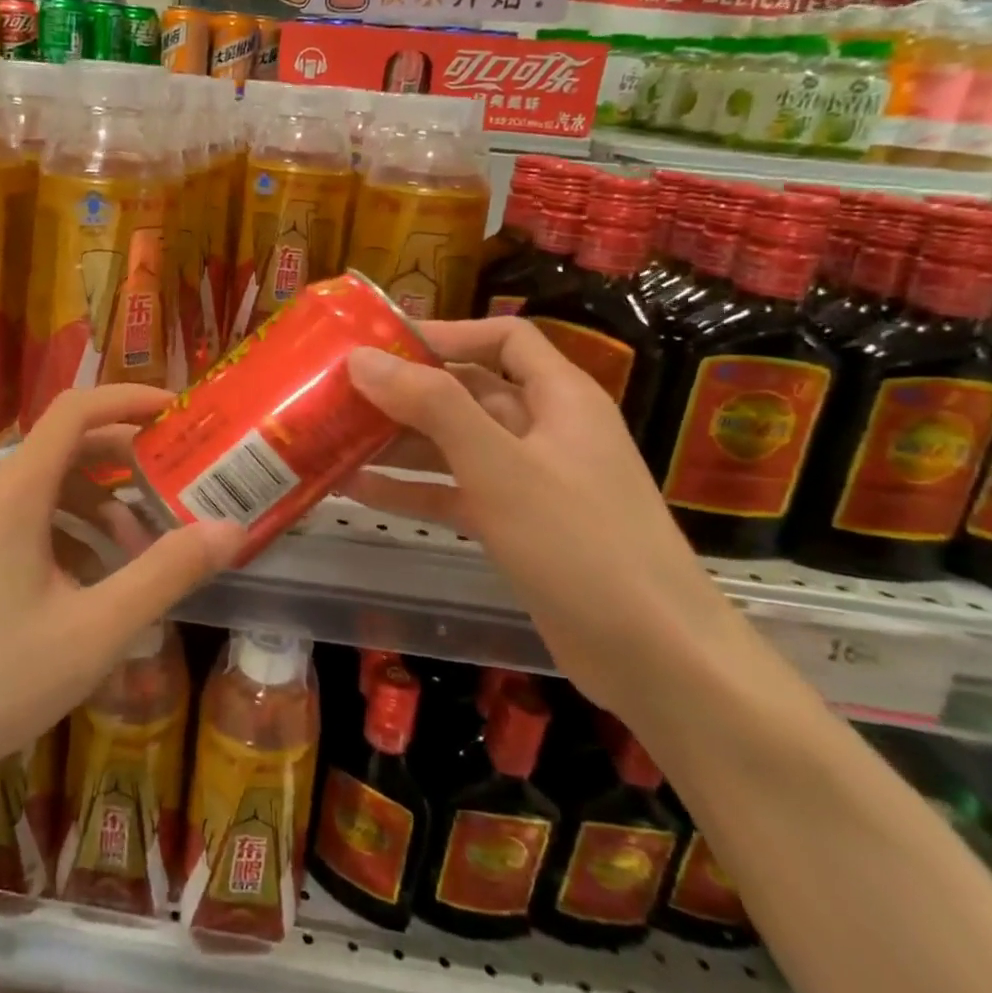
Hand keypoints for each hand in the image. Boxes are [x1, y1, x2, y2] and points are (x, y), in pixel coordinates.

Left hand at [0, 385, 245, 799]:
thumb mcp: (93, 631)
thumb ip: (165, 574)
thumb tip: (231, 529)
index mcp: (17, 492)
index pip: (77, 409)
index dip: (129, 398)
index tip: (178, 412)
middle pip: (68, 447)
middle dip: (127, 463)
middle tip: (178, 487)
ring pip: (49, 489)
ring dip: (101, 507)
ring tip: (142, 554)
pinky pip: (26, 520)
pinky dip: (69, 534)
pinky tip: (91, 586)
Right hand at [343, 317, 734, 705]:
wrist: (655, 659)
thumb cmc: (580, 544)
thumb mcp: (500, 465)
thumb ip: (431, 406)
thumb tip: (362, 358)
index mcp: (559, 398)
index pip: (503, 338)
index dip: (446, 333)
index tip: (382, 344)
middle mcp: (545, 430)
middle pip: (469, 391)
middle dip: (406, 391)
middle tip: (339, 394)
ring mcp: (530, 481)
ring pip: (455, 444)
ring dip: (399, 442)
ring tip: (335, 438)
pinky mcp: (516, 527)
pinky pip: (455, 492)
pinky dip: (412, 489)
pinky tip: (357, 490)